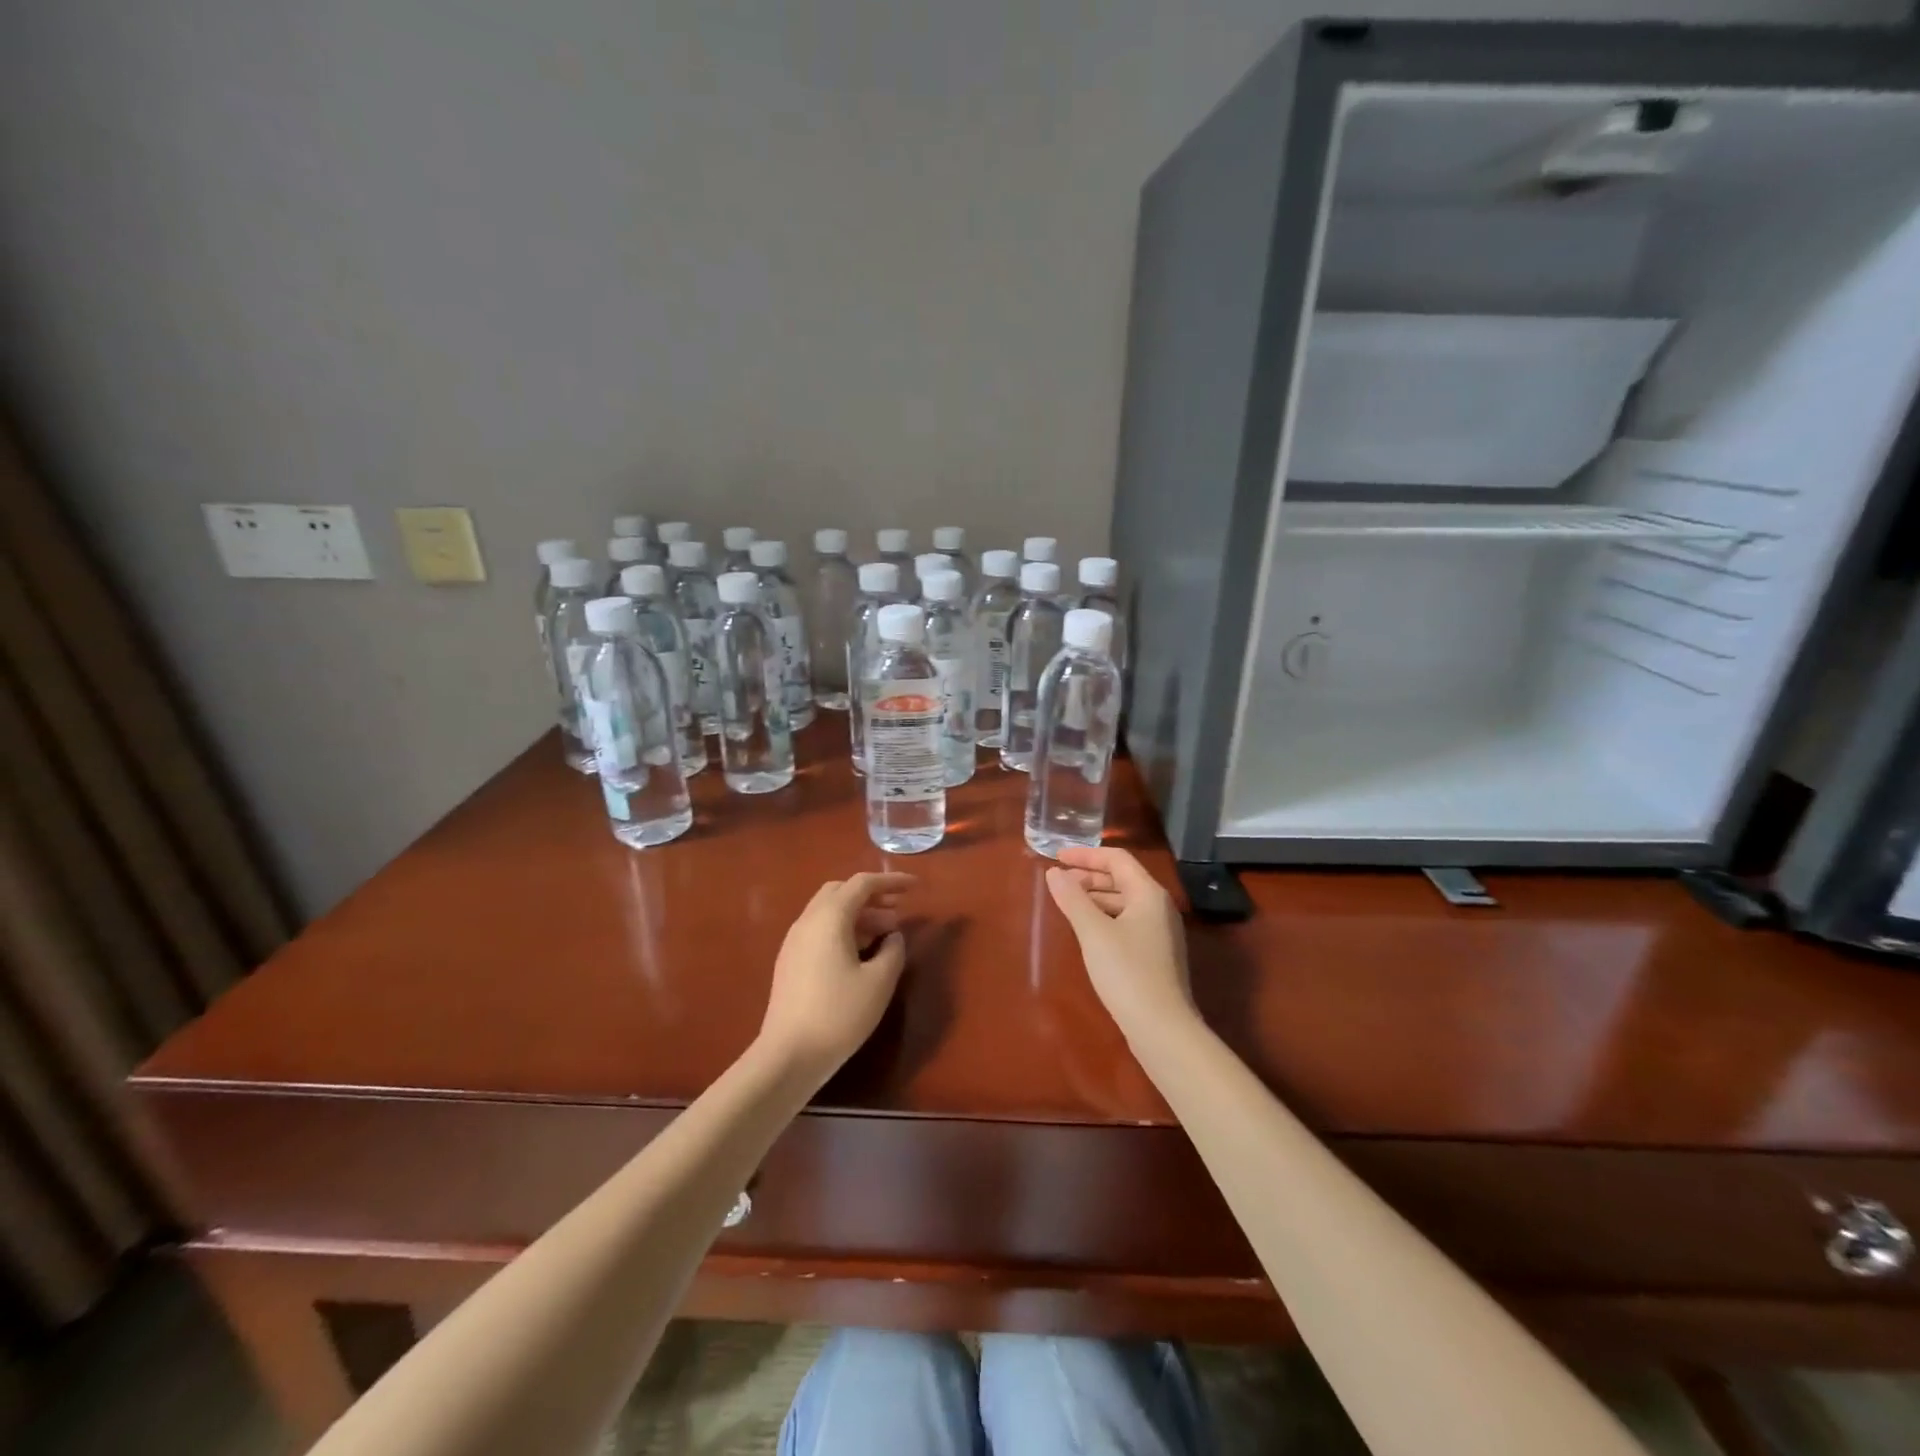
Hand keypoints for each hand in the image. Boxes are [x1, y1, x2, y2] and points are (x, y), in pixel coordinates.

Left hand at [758, 872, 913, 1083]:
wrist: (789, 1055)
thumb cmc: (839, 1014)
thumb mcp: (879, 982)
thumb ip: (893, 951)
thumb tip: (893, 936)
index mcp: (829, 918)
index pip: (862, 884)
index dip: (891, 881)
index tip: (915, 886)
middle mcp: (808, 921)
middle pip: (841, 892)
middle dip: (871, 895)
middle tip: (898, 911)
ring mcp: (794, 942)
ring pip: (828, 912)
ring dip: (858, 914)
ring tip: (886, 934)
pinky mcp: (790, 962)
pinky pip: (819, 931)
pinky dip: (843, 930)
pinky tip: (861, 954)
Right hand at [1045, 847, 1195, 1045]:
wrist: (1162, 1028)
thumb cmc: (1127, 972)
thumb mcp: (1093, 932)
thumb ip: (1072, 898)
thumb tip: (1054, 873)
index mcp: (1148, 893)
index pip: (1116, 859)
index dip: (1085, 855)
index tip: (1056, 857)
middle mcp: (1159, 906)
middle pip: (1121, 878)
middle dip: (1088, 876)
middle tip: (1058, 882)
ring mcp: (1160, 932)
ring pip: (1123, 902)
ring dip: (1095, 898)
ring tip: (1066, 904)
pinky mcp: (1156, 954)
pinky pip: (1127, 922)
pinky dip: (1104, 917)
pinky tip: (1086, 931)